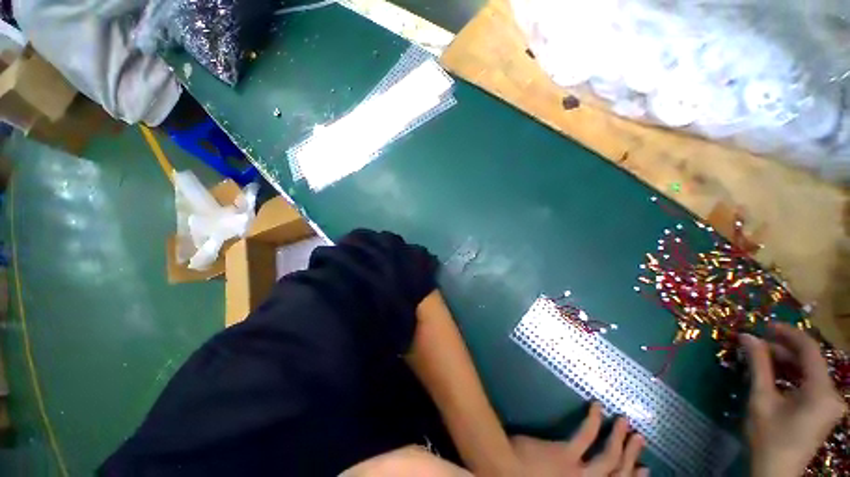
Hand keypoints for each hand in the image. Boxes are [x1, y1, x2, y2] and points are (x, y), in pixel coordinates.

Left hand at [511, 402, 647, 475]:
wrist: (504, 473)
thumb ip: (566, 474)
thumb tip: (577, 466)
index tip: (644, 468)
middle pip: (619, 475)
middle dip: (632, 457)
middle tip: (641, 439)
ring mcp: (579, 475)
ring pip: (609, 457)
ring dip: (621, 439)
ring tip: (626, 422)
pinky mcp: (565, 456)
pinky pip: (586, 435)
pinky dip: (594, 420)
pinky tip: (597, 406)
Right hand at [740, 323, 846, 476]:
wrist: (776, 472)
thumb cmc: (768, 437)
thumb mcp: (761, 399)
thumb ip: (758, 365)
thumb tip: (747, 336)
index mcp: (822, 391)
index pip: (810, 349)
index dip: (788, 333)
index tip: (765, 325)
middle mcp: (833, 394)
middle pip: (810, 361)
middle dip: (784, 350)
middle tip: (756, 344)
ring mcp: (830, 403)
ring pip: (810, 372)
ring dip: (786, 362)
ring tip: (761, 358)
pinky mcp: (824, 409)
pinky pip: (810, 383)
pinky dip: (792, 375)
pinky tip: (774, 375)